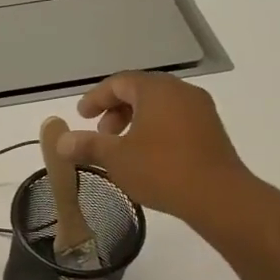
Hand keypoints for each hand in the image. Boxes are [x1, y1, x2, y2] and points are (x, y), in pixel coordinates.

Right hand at [56, 71, 253, 225]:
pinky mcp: (212, 131)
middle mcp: (181, 91)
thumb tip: (61, 141)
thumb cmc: (162, 169)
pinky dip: (156, 130)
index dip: (96, 98)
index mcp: (156, 89)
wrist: (219, 196)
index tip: (81, 116)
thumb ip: (87, 146)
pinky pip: (176, 120)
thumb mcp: (116, 158)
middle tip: (101, 134)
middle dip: (116, 110)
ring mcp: (201, 110)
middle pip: (141, 91)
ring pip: (160, 106)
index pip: (119, 82)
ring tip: (122, 149)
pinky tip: (148, 157)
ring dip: (136, 121)